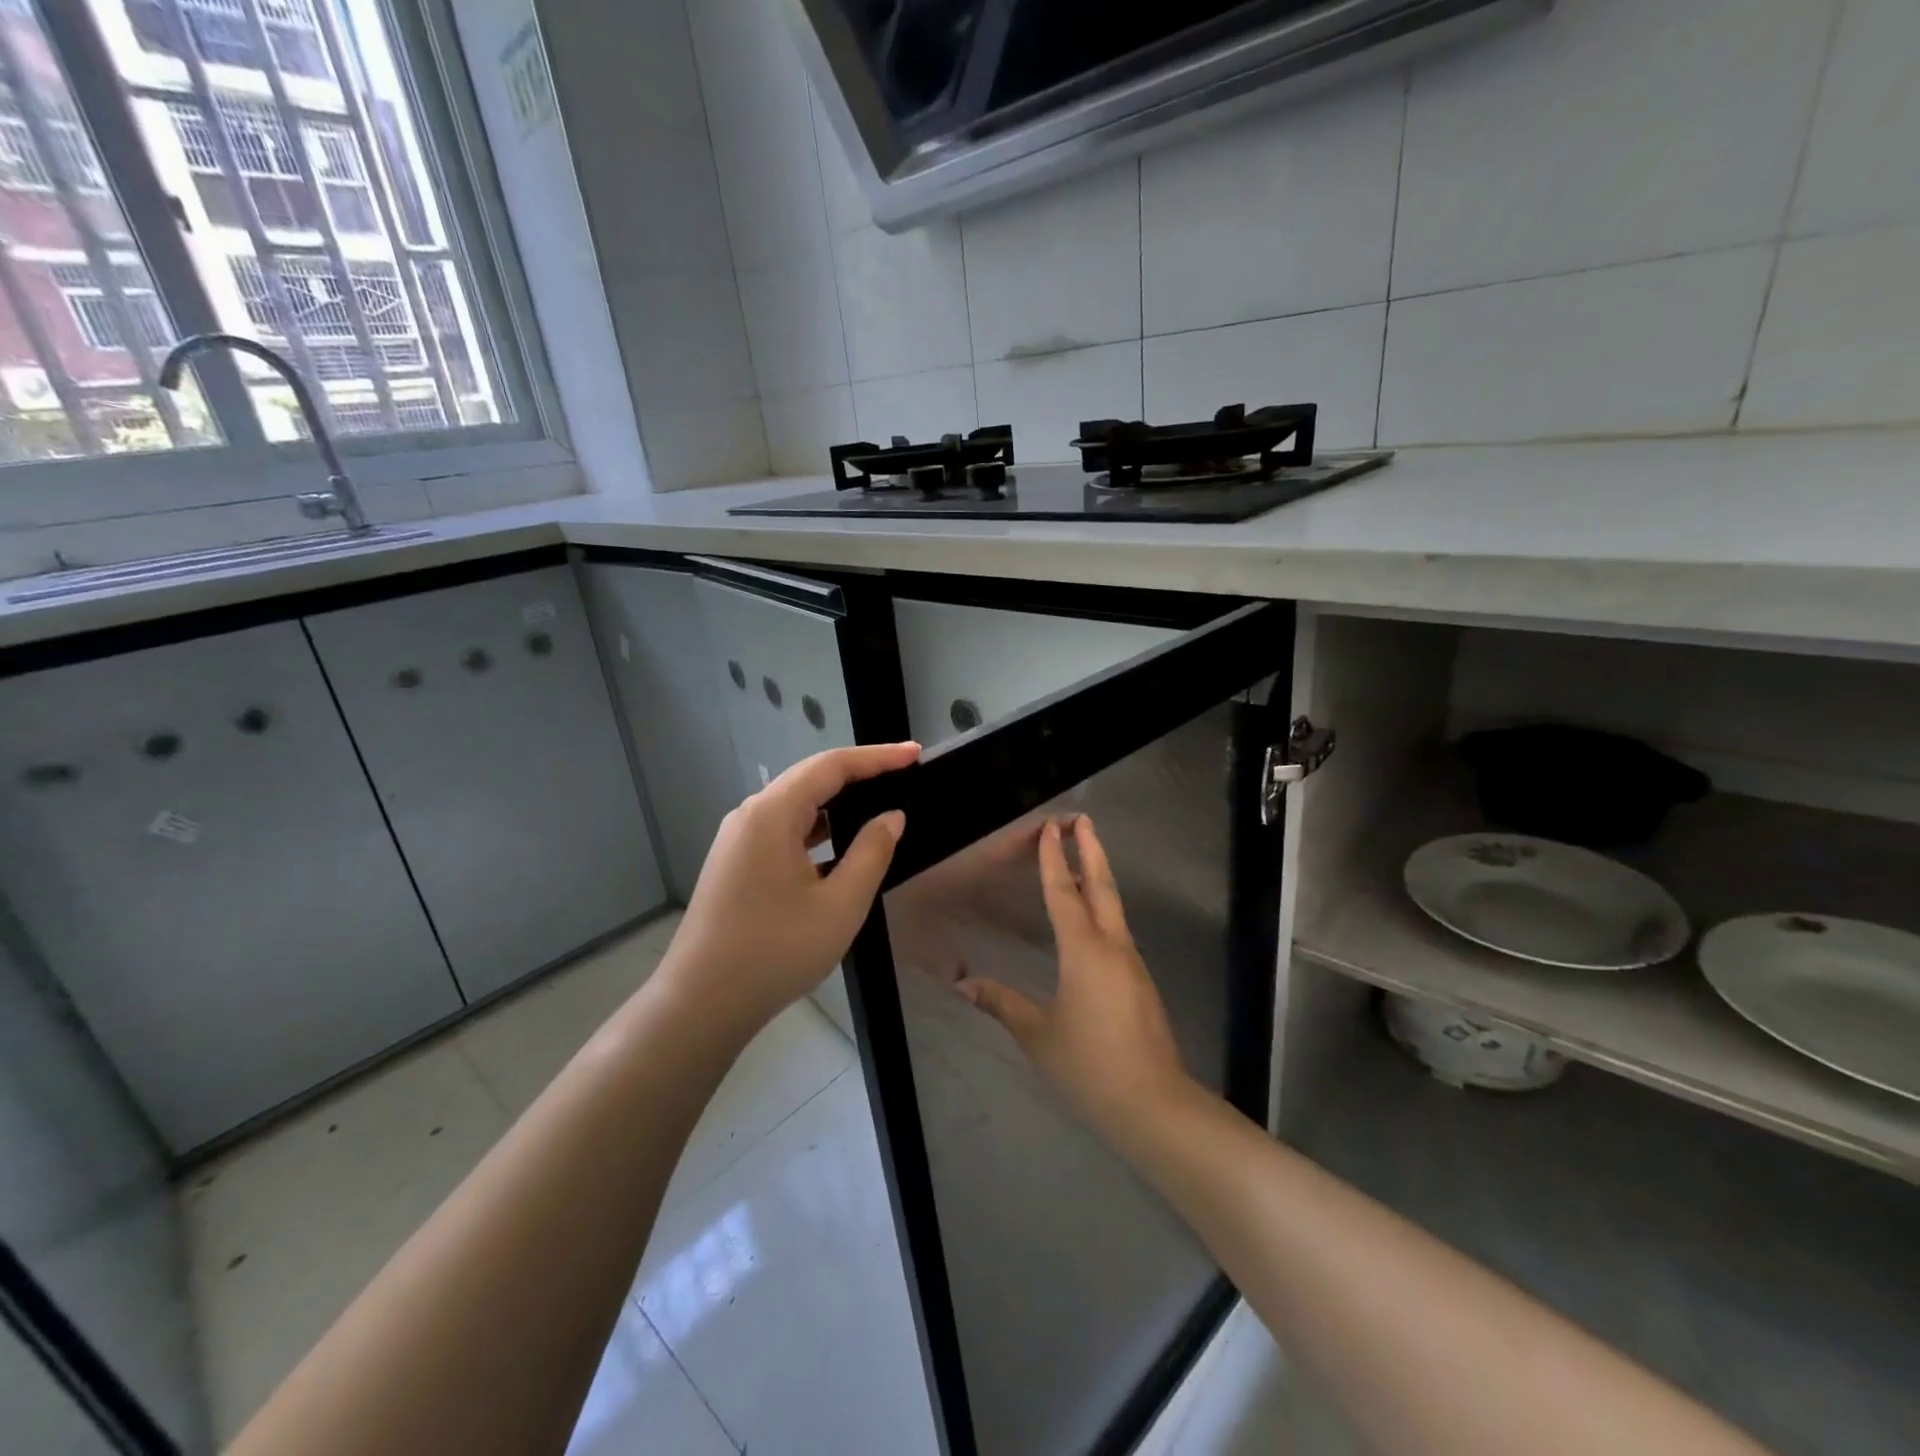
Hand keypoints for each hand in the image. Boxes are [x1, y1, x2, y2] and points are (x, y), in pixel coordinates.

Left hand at [660, 742, 917, 1032]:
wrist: (701, 1004)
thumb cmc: (775, 952)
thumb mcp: (839, 905)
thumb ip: (871, 853)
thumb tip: (890, 818)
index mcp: (771, 814)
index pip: (831, 766)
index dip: (877, 757)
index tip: (915, 754)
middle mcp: (750, 816)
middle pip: (810, 779)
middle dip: (859, 773)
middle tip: (904, 774)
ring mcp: (738, 840)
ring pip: (795, 805)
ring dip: (838, 801)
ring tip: (879, 803)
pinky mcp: (735, 863)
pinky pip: (783, 829)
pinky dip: (817, 827)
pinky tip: (841, 842)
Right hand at [958, 815, 1195, 1137]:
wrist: (1154, 1105)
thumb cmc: (1090, 1066)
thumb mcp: (1038, 1036)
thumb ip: (1003, 1004)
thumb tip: (964, 984)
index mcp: (1084, 951)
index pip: (1064, 893)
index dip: (1055, 859)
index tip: (1050, 827)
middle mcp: (1112, 946)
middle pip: (1101, 886)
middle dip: (1090, 849)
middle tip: (1081, 819)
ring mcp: (1131, 963)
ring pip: (1113, 906)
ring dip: (1098, 875)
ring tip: (1083, 857)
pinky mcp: (1139, 981)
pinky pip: (1117, 930)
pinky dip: (1102, 907)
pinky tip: (1092, 917)